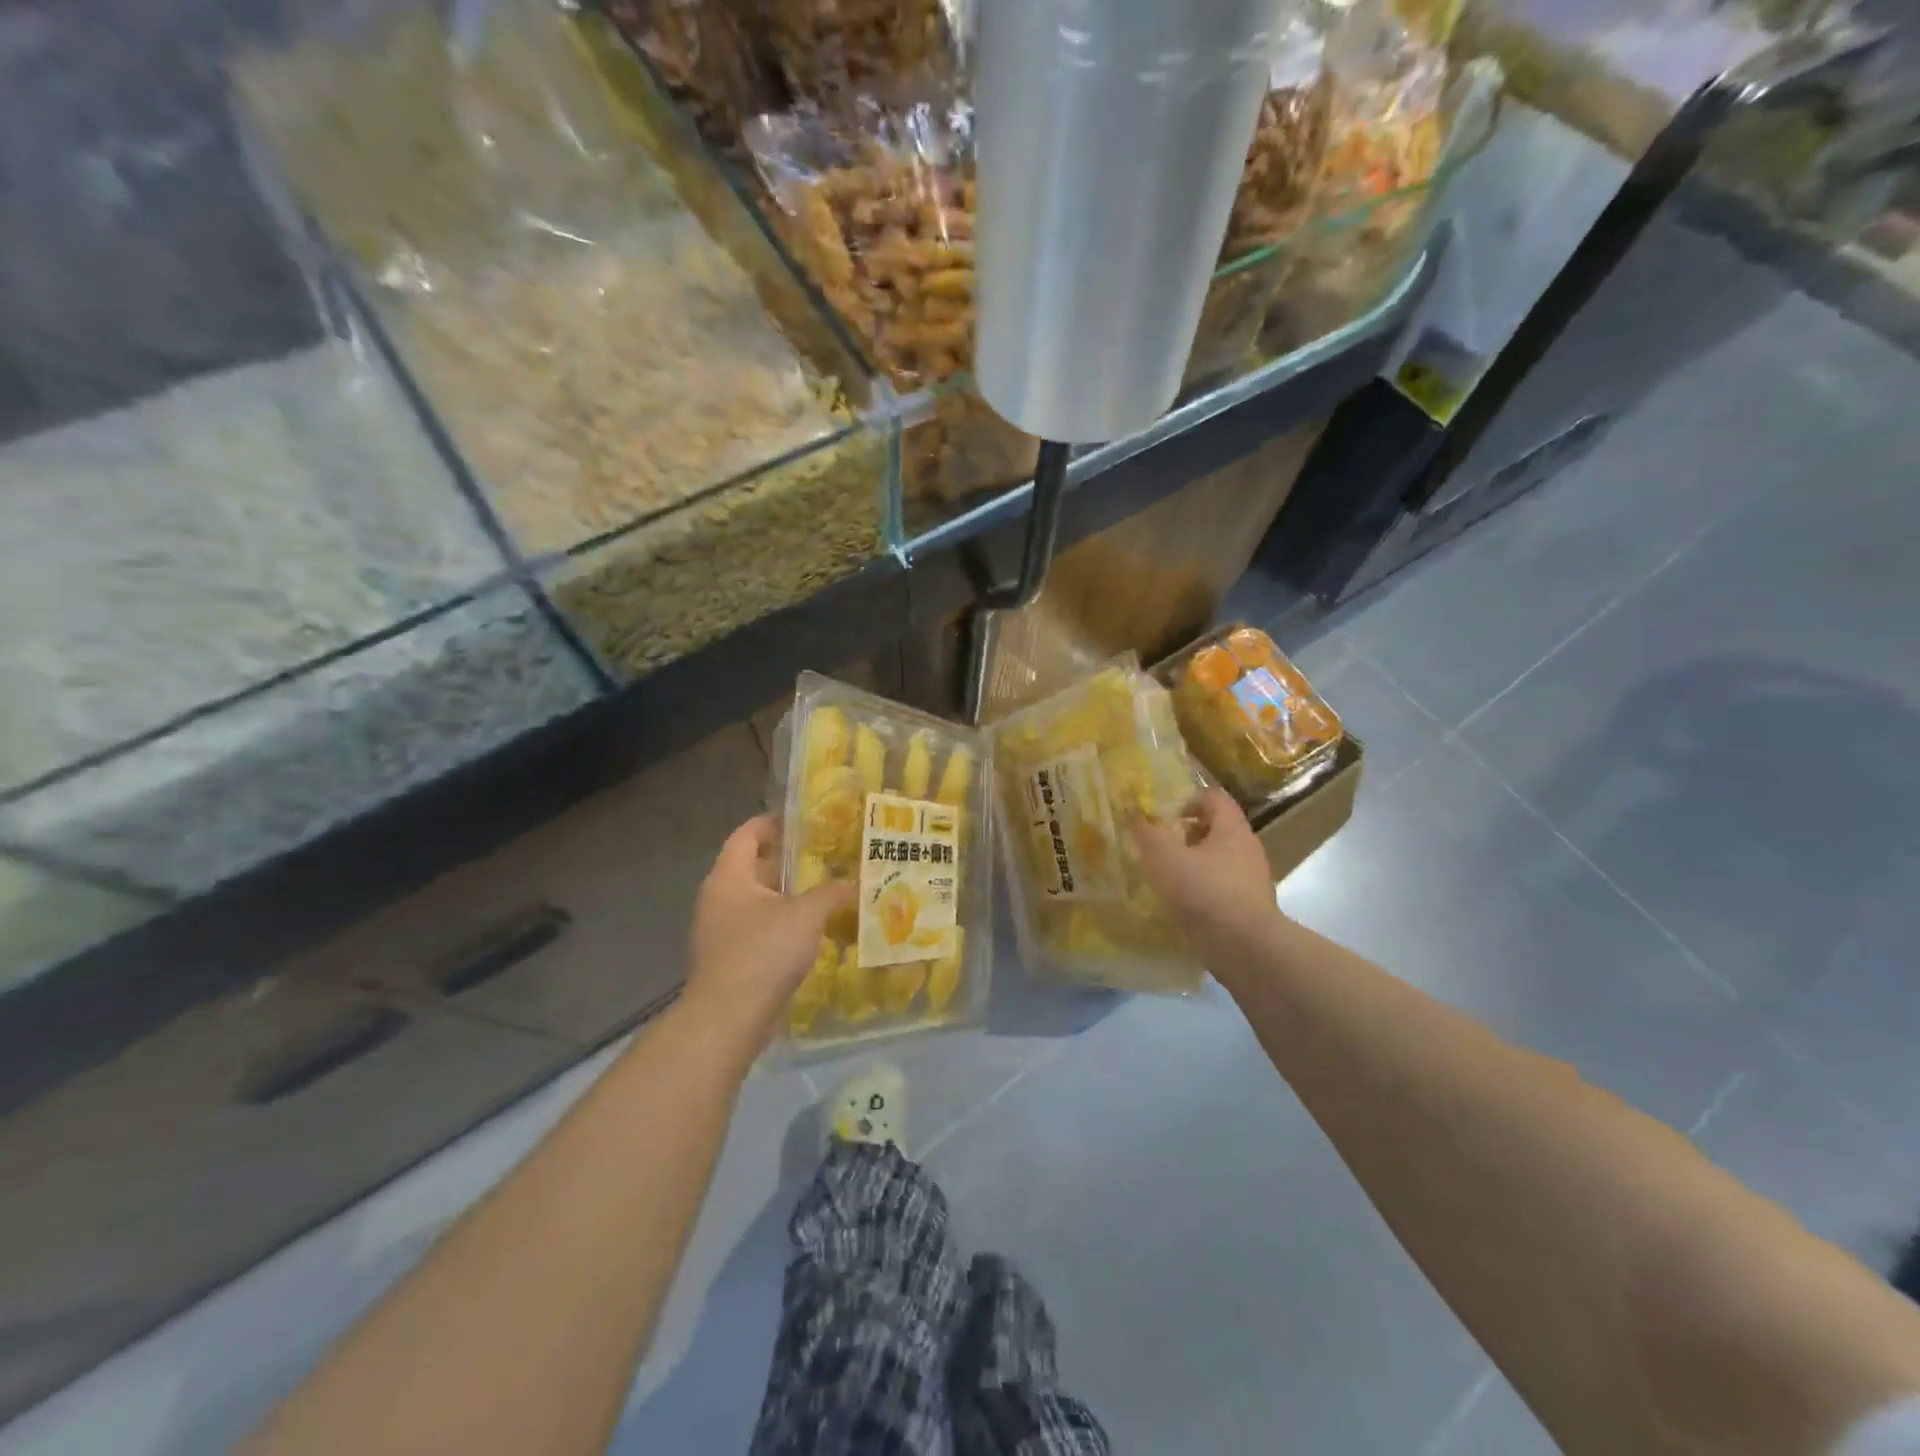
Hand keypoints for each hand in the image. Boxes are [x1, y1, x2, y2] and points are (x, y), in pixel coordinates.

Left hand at [682, 815, 853, 1057]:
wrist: (728, 1018)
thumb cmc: (763, 952)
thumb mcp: (807, 915)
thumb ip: (831, 892)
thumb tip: (854, 882)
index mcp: (729, 876)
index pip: (747, 834)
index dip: (773, 823)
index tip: (805, 821)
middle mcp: (718, 897)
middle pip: (752, 866)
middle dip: (788, 860)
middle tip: (826, 855)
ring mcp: (720, 929)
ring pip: (757, 899)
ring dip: (787, 894)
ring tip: (825, 890)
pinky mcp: (728, 957)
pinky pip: (757, 927)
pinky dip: (781, 922)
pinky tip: (810, 929)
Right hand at [1131, 788, 1281, 961]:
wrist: (1246, 949)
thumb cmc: (1205, 893)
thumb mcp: (1165, 857)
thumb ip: (1148, 833)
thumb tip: (1137, 817)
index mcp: (1232, 828)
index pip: (1213, 797)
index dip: (1186, 799)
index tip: (1162, 817)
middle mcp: (1247, 849)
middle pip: (1215, 829)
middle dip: (1184, 835)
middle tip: (1157, 847)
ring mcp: (1251, 880)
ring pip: (1218, 860)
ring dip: (1192, 864)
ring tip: (1164, 878)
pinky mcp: (1249, 908)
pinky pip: (1221, 888)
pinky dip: (1201, 891)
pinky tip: (1181, 905)